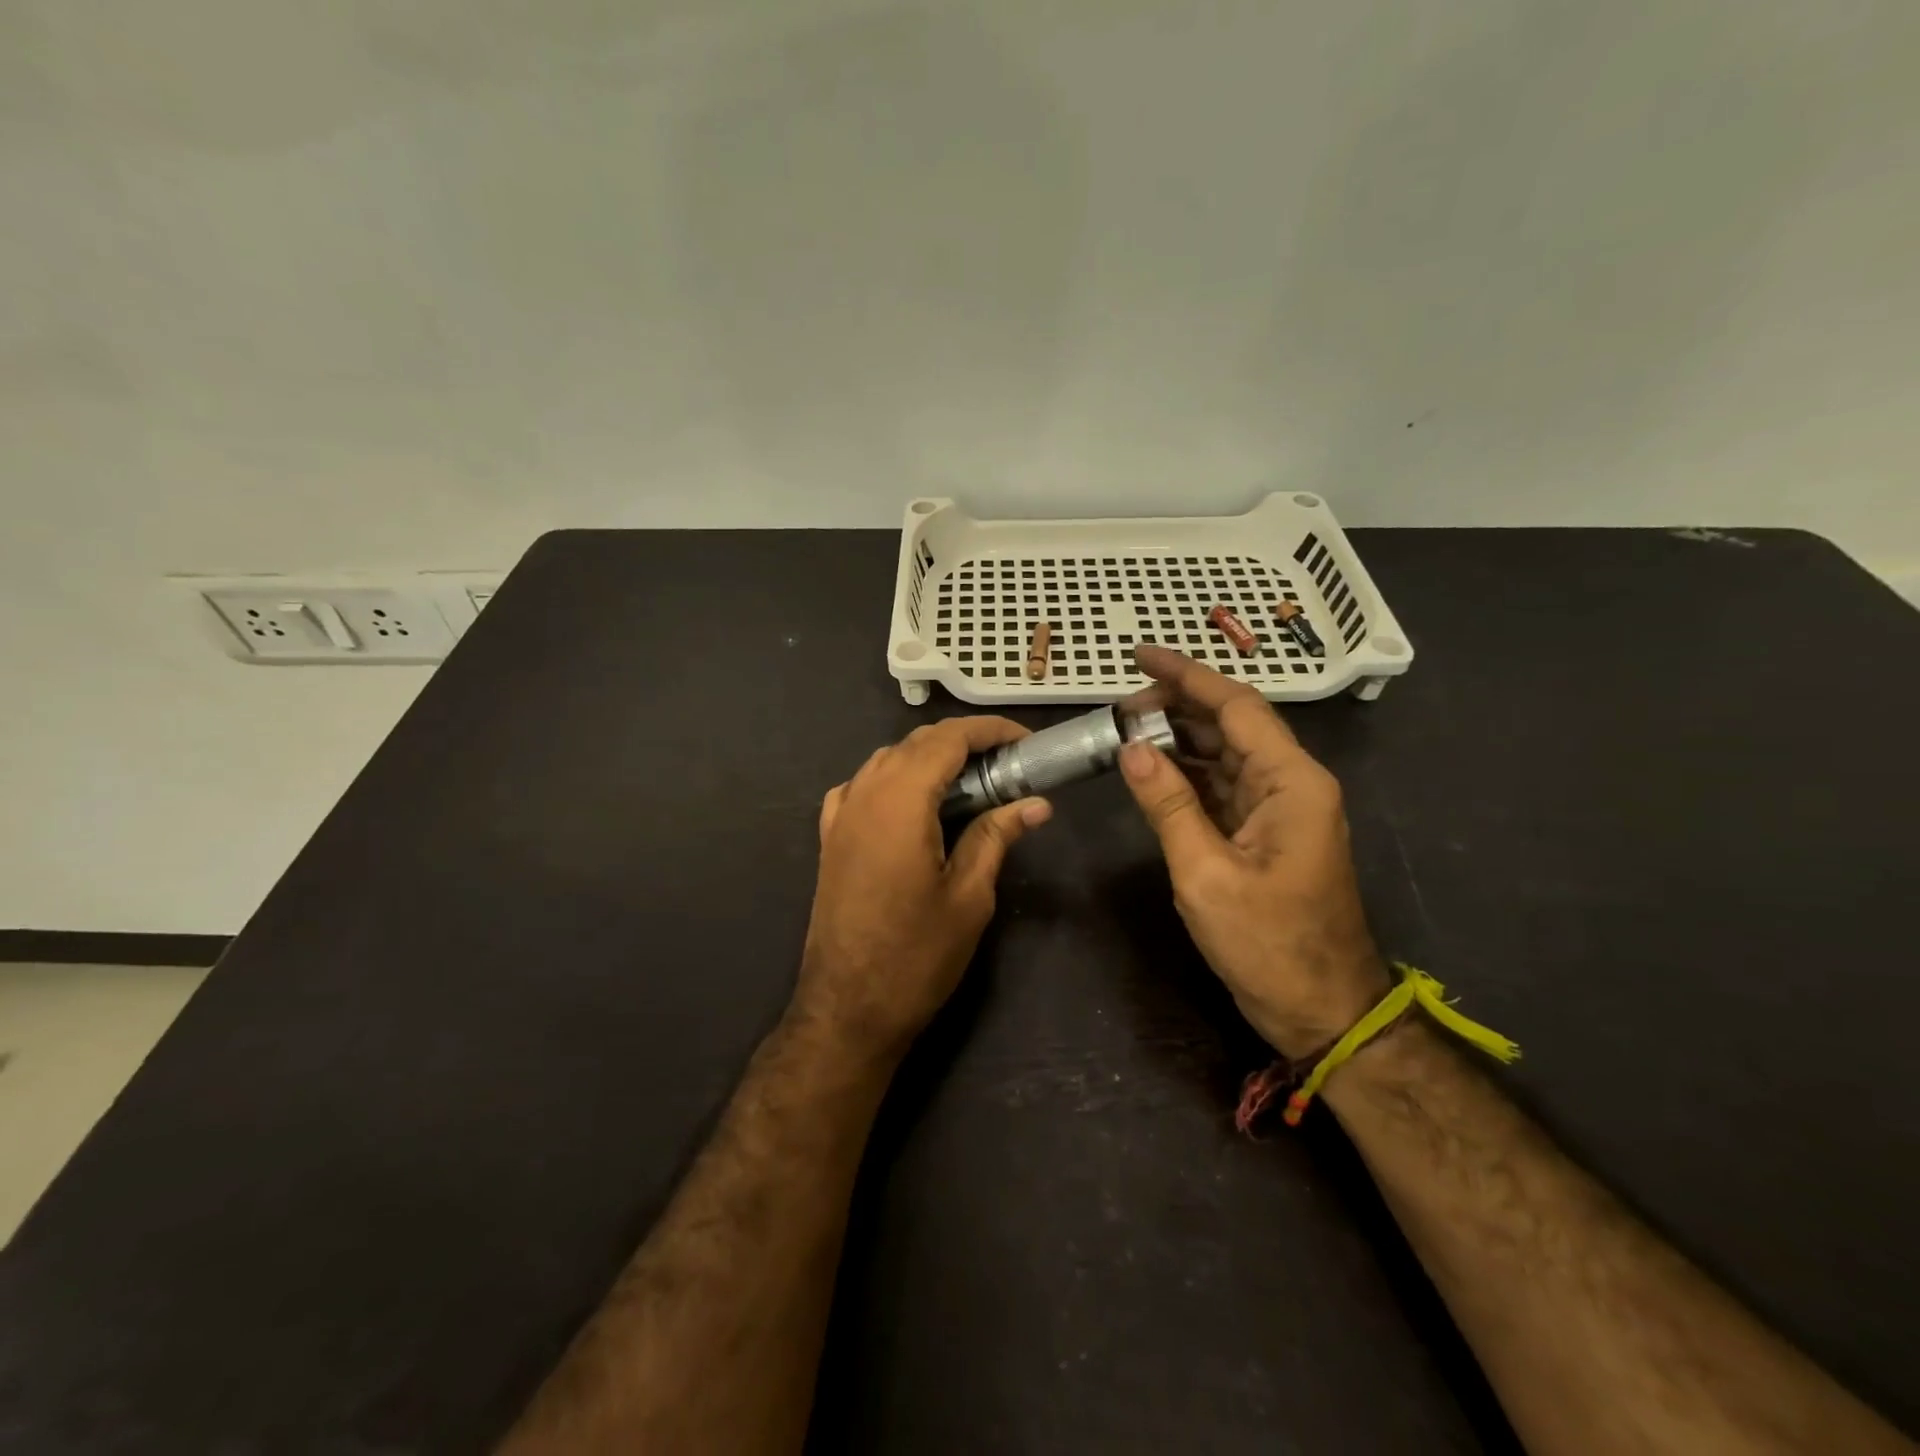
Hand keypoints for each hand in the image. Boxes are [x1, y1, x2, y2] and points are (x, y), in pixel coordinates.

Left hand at [798, 717, 1052, 1059]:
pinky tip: (912, 803)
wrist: (847, 1008)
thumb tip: (1037, 803)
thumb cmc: (916, 955)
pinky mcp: (830, 837)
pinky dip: (893, 778)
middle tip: (1007, 765)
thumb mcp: (969, 896)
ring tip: (969, 782)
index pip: (948, 739)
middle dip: (963, 742)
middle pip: (917, 742)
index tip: (1026, 742)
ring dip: (929, 758)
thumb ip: (996, 836)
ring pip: (887, 759)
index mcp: (901, 800)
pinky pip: (862, 785)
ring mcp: (841, 814)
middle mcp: (865, 793)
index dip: (990, 731)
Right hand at [1118, 646, 1388, 1058]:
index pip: (1236, 706)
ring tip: (1126, 732)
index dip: (1186, 675)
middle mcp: (1292, 784)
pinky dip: (1188, 775)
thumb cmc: (1269, 945)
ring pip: (1226, 755)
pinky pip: (1224, 788)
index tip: (1139, 655)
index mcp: (1291, 782)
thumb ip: (1168, 805)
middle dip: (1176, 707)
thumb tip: (1131, 748)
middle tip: (1119, 707)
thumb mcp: (1206, 874)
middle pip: (1232, 724)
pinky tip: (1153, 771)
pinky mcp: (1267, 834)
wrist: (1323, 1011)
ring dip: (1180, 740)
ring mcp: (1281, 810)